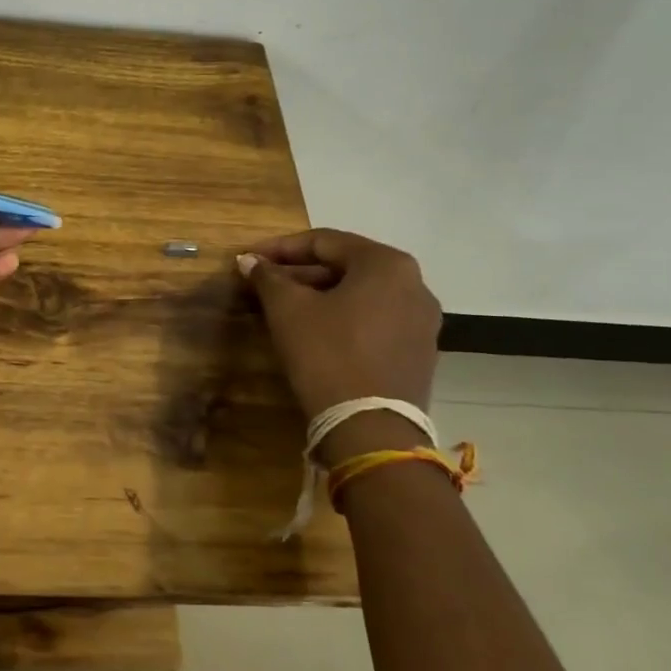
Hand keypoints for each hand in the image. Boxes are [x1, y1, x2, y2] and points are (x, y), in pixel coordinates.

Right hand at [236, 229, 441, 416]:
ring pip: (361, 294)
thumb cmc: (327, 354)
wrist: (370, 429)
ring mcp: (422, 321)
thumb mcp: (288, 310)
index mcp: (386, 264)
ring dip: (320, 295)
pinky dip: (342, 317)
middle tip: (263, 283)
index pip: (324, 241)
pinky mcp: (419, 353)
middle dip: (300, 272)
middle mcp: (414, 284)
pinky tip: (314, 331)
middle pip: (346, 266)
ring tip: (283, 306)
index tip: (248, 258)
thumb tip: (249, 260)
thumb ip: (268, 277)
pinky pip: (374, 320)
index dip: (280, 248)